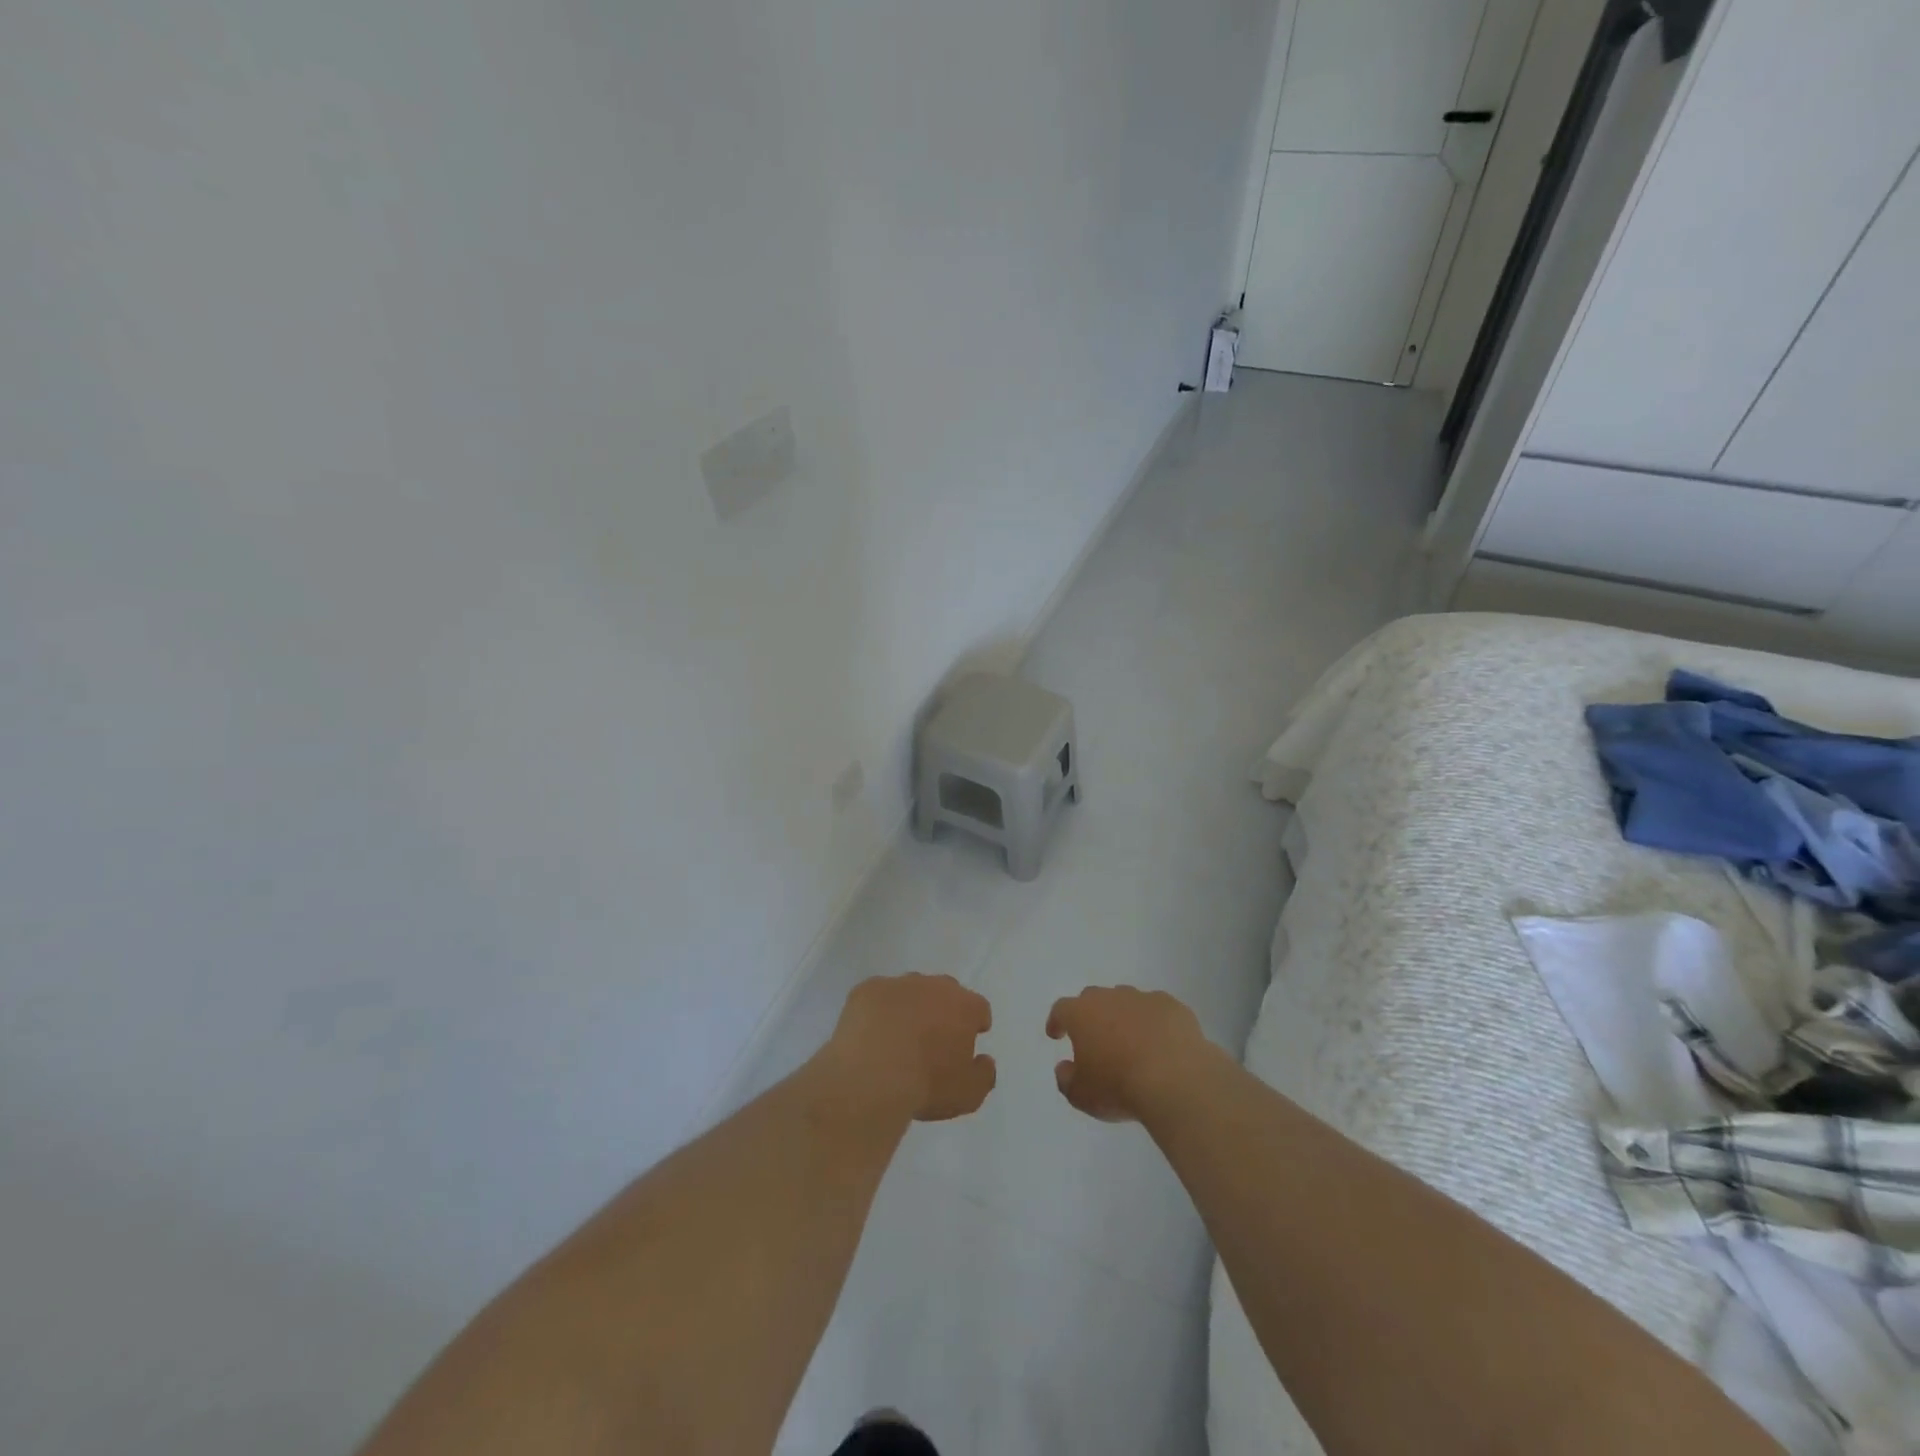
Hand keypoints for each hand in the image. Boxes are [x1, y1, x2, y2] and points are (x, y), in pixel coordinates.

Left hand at [821, 974, 995, 1122]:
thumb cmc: (926, 1085)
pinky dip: (877, 1012)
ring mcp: (898, 984)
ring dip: (909, 1008)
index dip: (975, 1023)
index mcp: (964, 1006)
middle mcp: (933, 986)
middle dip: (943, 1010)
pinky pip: (877, 997)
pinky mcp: (866, 990)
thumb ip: (984, 1075)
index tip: (968, 1039)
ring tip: (898, 1038)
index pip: (978, 1008)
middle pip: (945, 992)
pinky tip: (870, 1036)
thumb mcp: (968, 1095)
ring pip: (910, 991)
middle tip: (933, 1039)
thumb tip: (984, 1060)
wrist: (871, 1076)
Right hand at [1046, 985, 1217, 1122]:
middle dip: (1091, 1015)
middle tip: (1095, 1038)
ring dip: (1124, 1017)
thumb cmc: (1119, 1087)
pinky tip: (1162, 1044)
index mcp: (1082, 1014)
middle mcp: (1110, 998)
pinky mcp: (1173, 1007)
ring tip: (1131, 1042)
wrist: (1175, 1081)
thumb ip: (1066, 1079)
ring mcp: (1144, 999)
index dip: (1057, 1021)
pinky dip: (1155, 1023)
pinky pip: (1158, 1010)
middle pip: (1094, 999)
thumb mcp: (1081, 1095)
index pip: (1061, 1009)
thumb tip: (1065, 1068)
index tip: (1056, 1034)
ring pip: (1127, 1001)